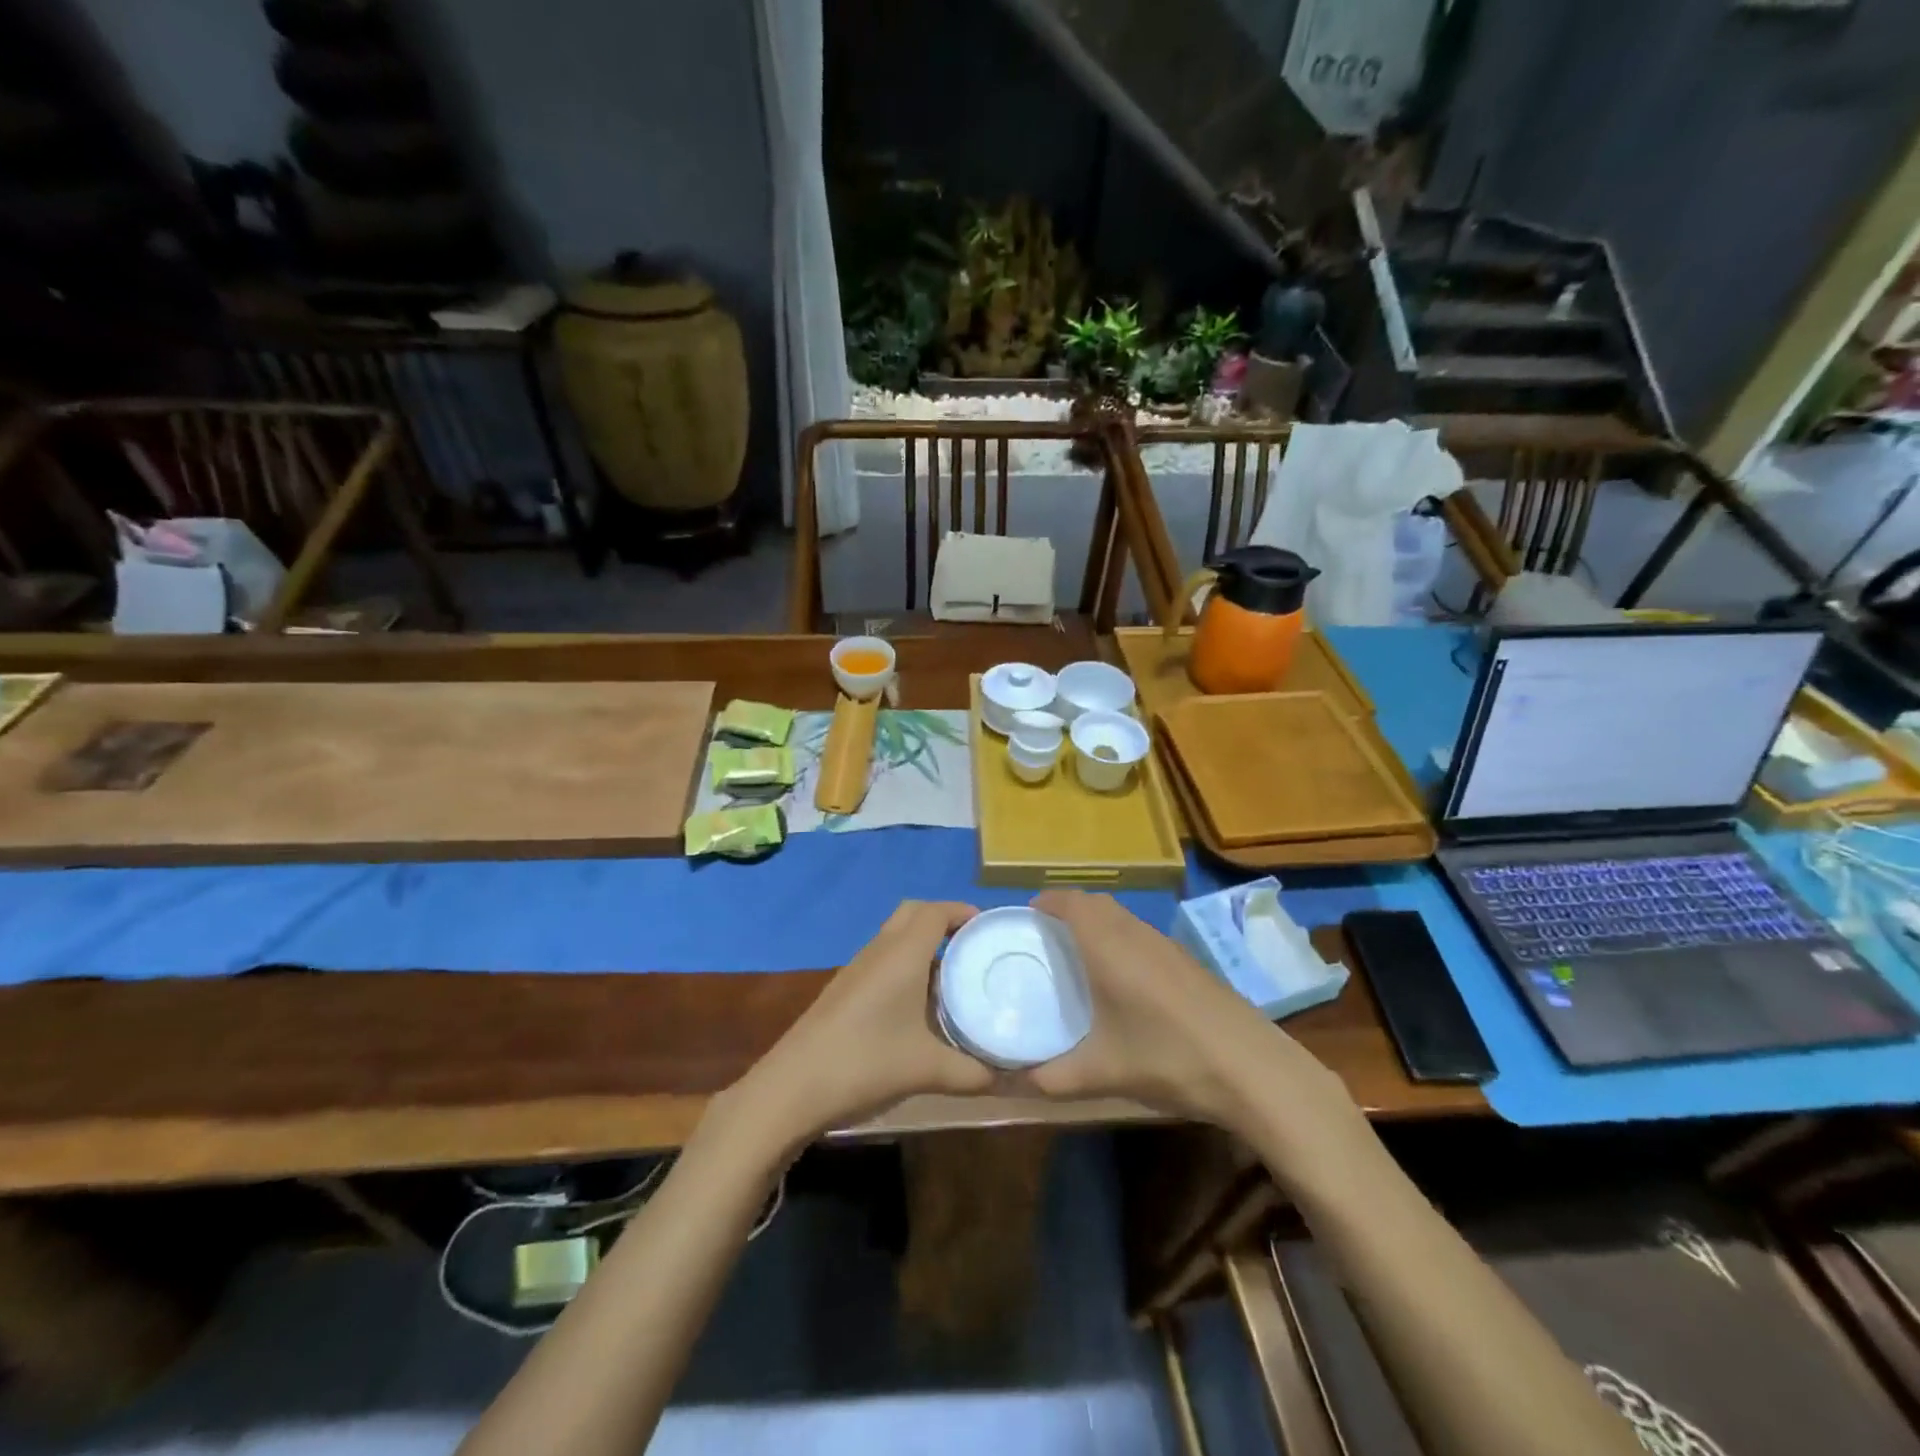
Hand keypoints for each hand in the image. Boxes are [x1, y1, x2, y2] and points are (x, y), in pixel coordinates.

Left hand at [731, 901, 997, 1142]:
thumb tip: (1011, 1078)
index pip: (935, 911)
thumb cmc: (865, 1064)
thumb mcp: (928, 1071)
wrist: (792, 1088)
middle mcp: (879, 951)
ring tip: (953, 977)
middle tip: (971, 947)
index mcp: (902, 954)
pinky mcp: (843, 989)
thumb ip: (974, 1073)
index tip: (988, 928)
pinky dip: (905, 965)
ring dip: (923, 945)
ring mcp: (856, 969)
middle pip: (913, 913)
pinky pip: (882, 960)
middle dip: (943, 920)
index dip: (963, 911)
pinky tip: (918, 1006)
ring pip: (895, 937)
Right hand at [1026, 891, 1358, 1141]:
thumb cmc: (1167, 1057)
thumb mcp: (1102, 1073)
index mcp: (1107, 946)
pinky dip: (1121, 939)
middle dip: (1068, 909)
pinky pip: (1141, 934)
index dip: (1045, 901)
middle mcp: (1134, 933)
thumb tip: (1017, 1080)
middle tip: (1046, 937)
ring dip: (1097, 923)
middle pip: (1095, 903)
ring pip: (1122, 917)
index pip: (1069, 902)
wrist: (1250, 1066)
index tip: (1026, 917)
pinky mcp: (1187, 962)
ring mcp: (1165, 945)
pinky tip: (1123, 981)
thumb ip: (1053, 1077)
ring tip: (1079, 956)